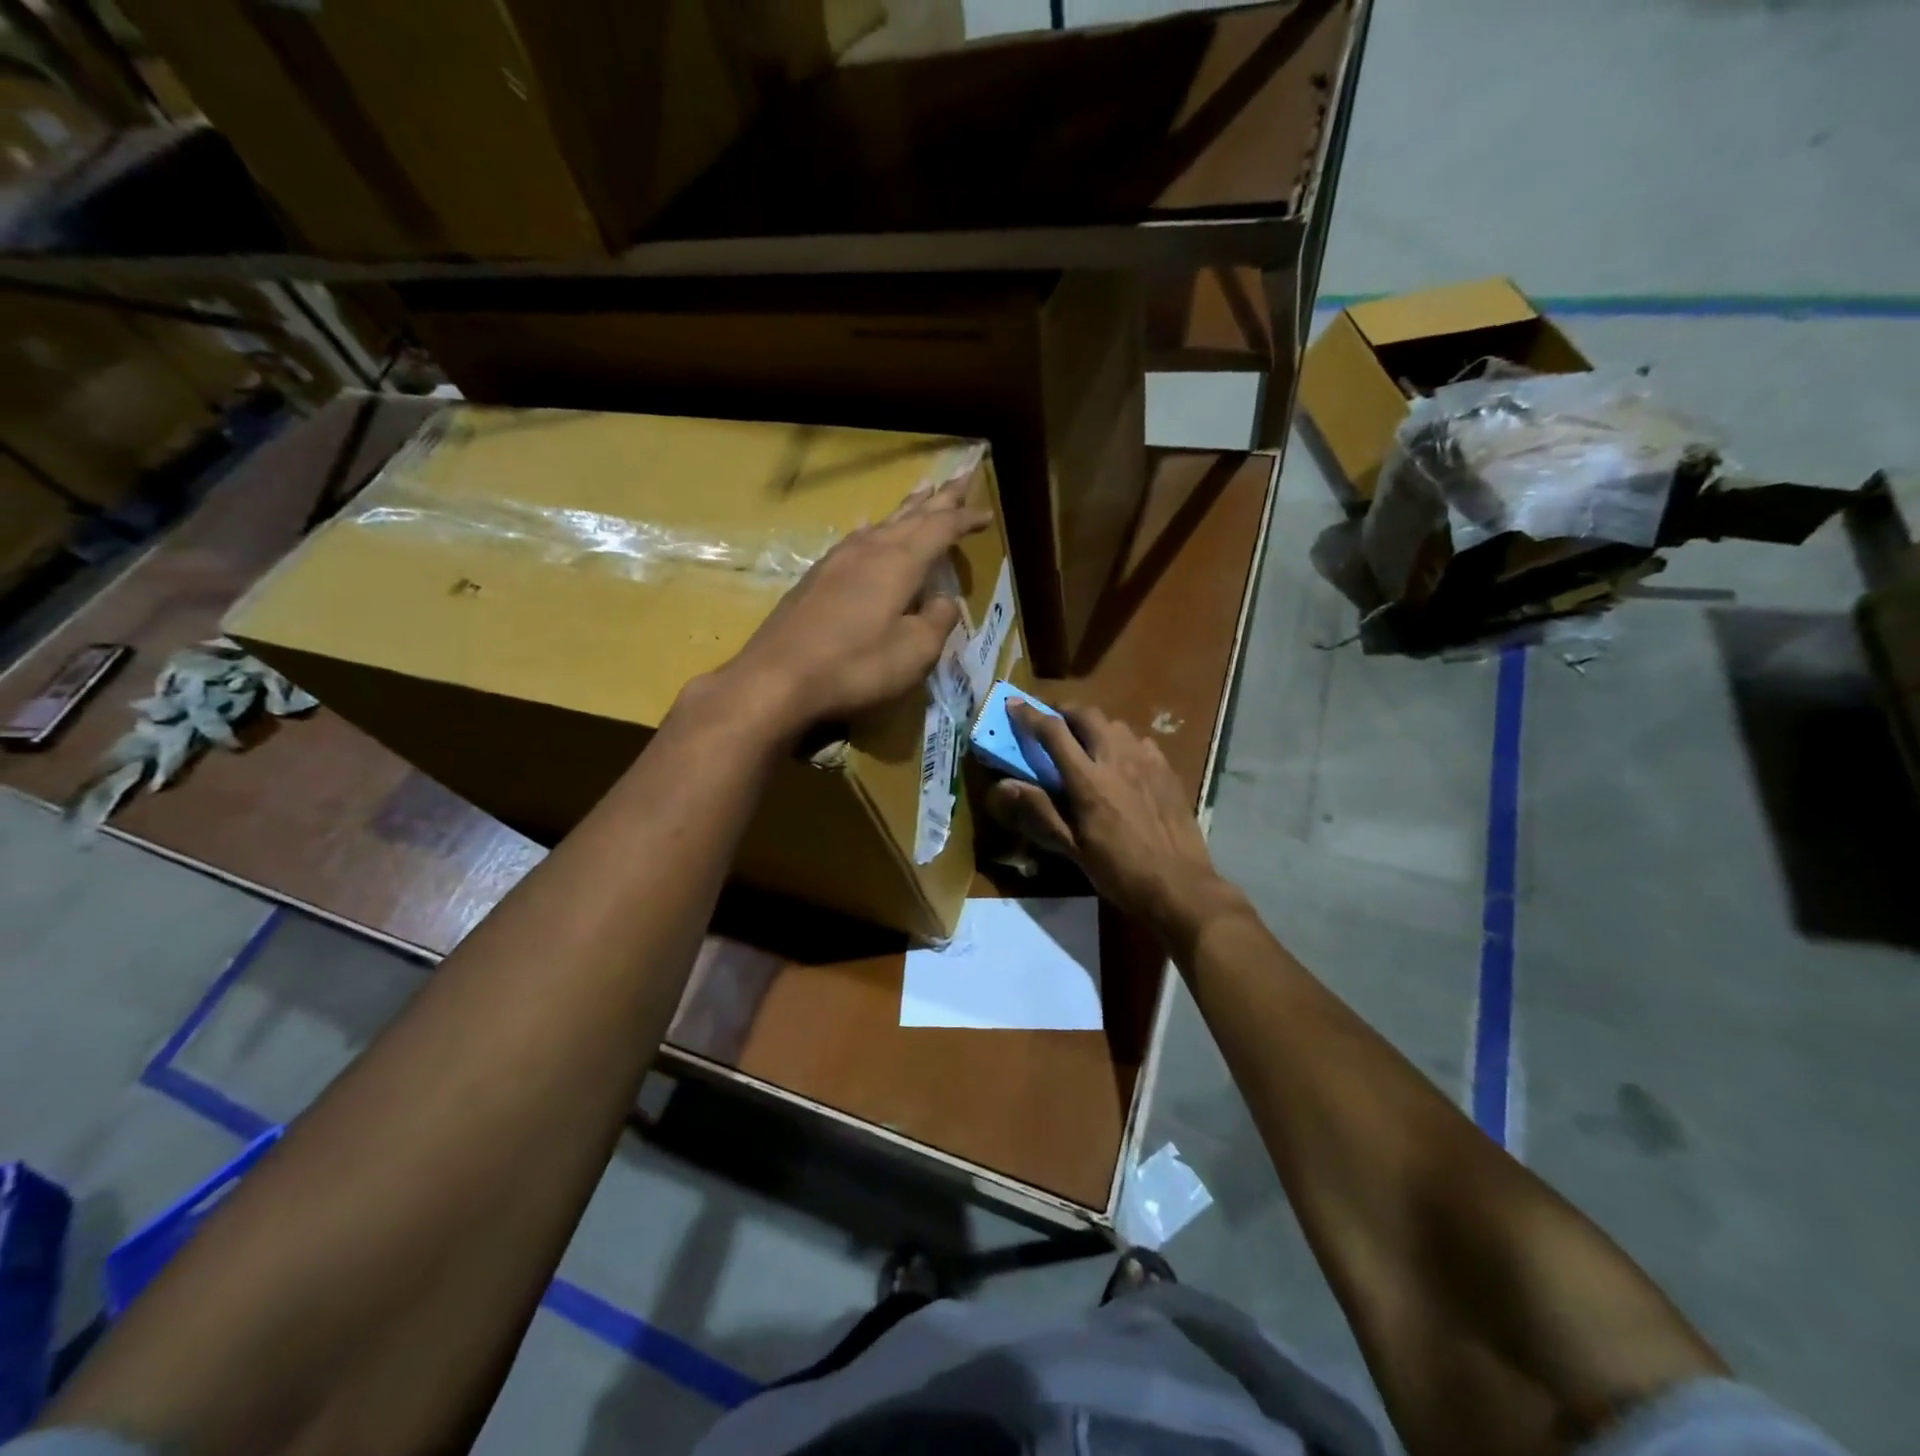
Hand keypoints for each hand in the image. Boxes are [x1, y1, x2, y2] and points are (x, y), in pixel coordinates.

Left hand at [705, 476, 992, 734]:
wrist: (777, 677)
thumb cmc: (855, 666)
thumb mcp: (914, 652)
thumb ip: (937, 622)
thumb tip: (943, 602)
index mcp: (899, 562)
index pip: (941, 529)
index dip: (966, 520)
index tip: (987, 514)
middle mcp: (869, 550)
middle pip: (911, 515)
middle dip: (940, 498)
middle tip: (960, 475)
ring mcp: (837, 560)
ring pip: (882, 523)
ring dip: (907, 508)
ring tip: (922, 492)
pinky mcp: (816, 577)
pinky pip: (858, 540)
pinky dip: (877, 530)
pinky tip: (872, 532)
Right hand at [988, 703, 1245, 944]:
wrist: (1179, 885)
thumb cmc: (1119, 872)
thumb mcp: (1073, 848)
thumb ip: (1040, 811)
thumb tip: (1004, 786)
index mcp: (1088, 780)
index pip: (1053, 733)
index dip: (1030, 716)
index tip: (1014, 705)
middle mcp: (1117, 759)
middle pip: (1087, 715)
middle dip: (1065, 711)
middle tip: (1052, 722)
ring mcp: (1147, 761)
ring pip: (1116, 724)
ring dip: (1094, 725)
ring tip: (1086, 741)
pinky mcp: (1167, 769)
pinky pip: (1140, 741)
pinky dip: (1123, 742)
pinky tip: (1122, 761)